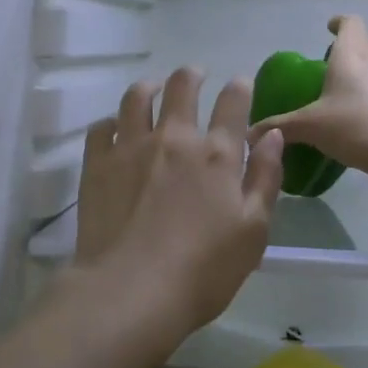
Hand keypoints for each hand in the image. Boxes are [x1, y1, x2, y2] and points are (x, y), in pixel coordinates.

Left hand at [73, 67, 284, 339]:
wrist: (130, 292)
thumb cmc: (203, 271)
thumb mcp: (253, 230)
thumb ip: (265, 177)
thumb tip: (271, 134)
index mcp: (216, 154)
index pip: (233, 102)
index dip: (239, 87)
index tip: (240, 84)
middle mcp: (174, 138)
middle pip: (182, 86)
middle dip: (192, 75)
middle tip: (195, 77)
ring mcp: (130, 147)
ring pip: (137, 97)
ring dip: (149, 88)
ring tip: (152, 91)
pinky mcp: (96, 164)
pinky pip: (101, 127)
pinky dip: (111, 122)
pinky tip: (115, 129)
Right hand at [249, 15, 367, 183]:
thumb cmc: (354, 127)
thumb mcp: (309, 127)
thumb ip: (279, 126)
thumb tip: (248, 135)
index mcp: (352, 54)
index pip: (350, 23)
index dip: (339, 23)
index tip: (330, 29)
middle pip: (366, 42)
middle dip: (351, 49)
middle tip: (333, 68)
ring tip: (351, 95)